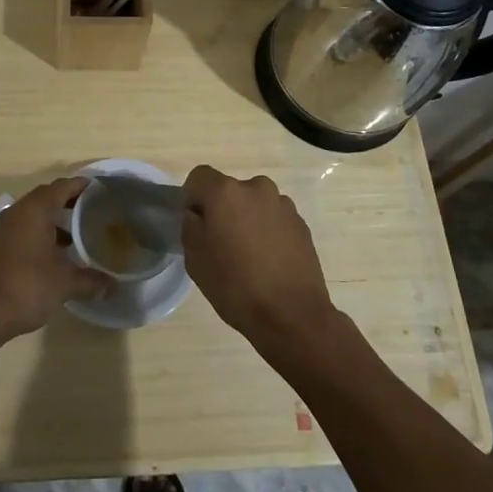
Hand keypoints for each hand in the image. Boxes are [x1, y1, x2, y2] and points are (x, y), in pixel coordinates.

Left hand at [0, 178, 112, 342]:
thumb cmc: (25, 288)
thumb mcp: (64, 284)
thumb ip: (91, 280)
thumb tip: (114, 286)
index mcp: (35, 211)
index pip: (62, 186)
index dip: (81, 185)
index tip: (100, 190)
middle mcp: (17, 212)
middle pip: (46, 197)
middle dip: (69, 202)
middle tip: (92, 211)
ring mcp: (3, 229)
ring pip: (32, 214)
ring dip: (53, 220)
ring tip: (76, 235)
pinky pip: (22, 228)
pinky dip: (39, 233)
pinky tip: (53, 254)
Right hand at [181, 165, 337, 359]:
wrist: (292, 315)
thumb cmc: (235, 286)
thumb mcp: (195, 259)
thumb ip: (191, 227)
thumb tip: (197, 215)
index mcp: (226, 192)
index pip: (199, 176)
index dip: (192, 197)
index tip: (194, 223)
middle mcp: (257, 188)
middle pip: (229, 190)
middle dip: (222, 209)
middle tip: (220, 242)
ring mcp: (283, 205)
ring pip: (254, 204)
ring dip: (247, 219)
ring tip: (248, 255)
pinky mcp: (301, 224)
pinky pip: (274, 219)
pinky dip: (267, 231)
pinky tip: (268, 261)